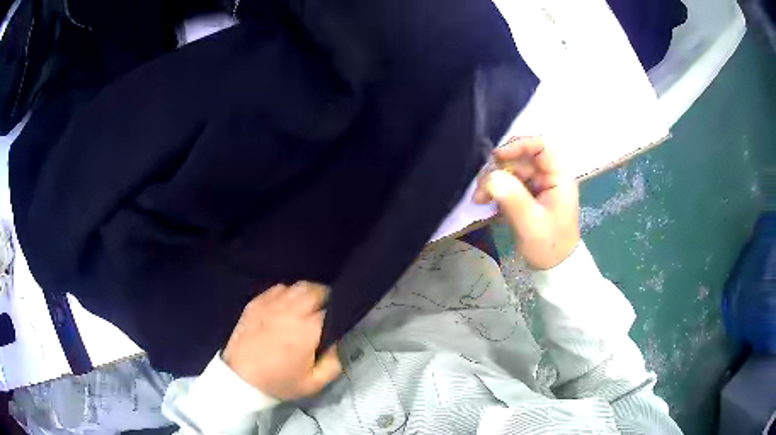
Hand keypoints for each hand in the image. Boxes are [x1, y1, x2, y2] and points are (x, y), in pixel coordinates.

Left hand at [223, 281, 341, 399]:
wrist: (240, 378)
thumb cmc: (278, 382)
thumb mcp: (313, 383)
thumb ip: (334, 363)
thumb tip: (338, 342)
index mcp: (306, 330)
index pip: (331, 310)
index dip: (338, 314)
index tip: (338, 323)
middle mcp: (289, 311)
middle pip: (316, 290)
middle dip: (326, 297)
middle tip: (327, 310)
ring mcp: (270, 304)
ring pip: (297, 286)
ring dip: (308, 293)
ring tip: (309, 306)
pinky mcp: (256, 302)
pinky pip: (278, 288)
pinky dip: (288, 293)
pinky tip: (287, 305)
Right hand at [474, 136, 579, 269]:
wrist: (554, 268)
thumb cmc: (549, 246)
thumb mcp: (531, 223)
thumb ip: (512, 197)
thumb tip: (490, 176)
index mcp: (558, 177)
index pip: (541, 145)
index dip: (518, 145)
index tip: (497, 158)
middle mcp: (548, 176)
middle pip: (520, 158)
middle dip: (498, 169)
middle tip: (481, 188)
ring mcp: (537, 185)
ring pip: (511, 170)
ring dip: (493, 181)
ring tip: (479, 199)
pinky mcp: (527, 195)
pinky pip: (508, 183)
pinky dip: (495, 190)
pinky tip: (485, 202)